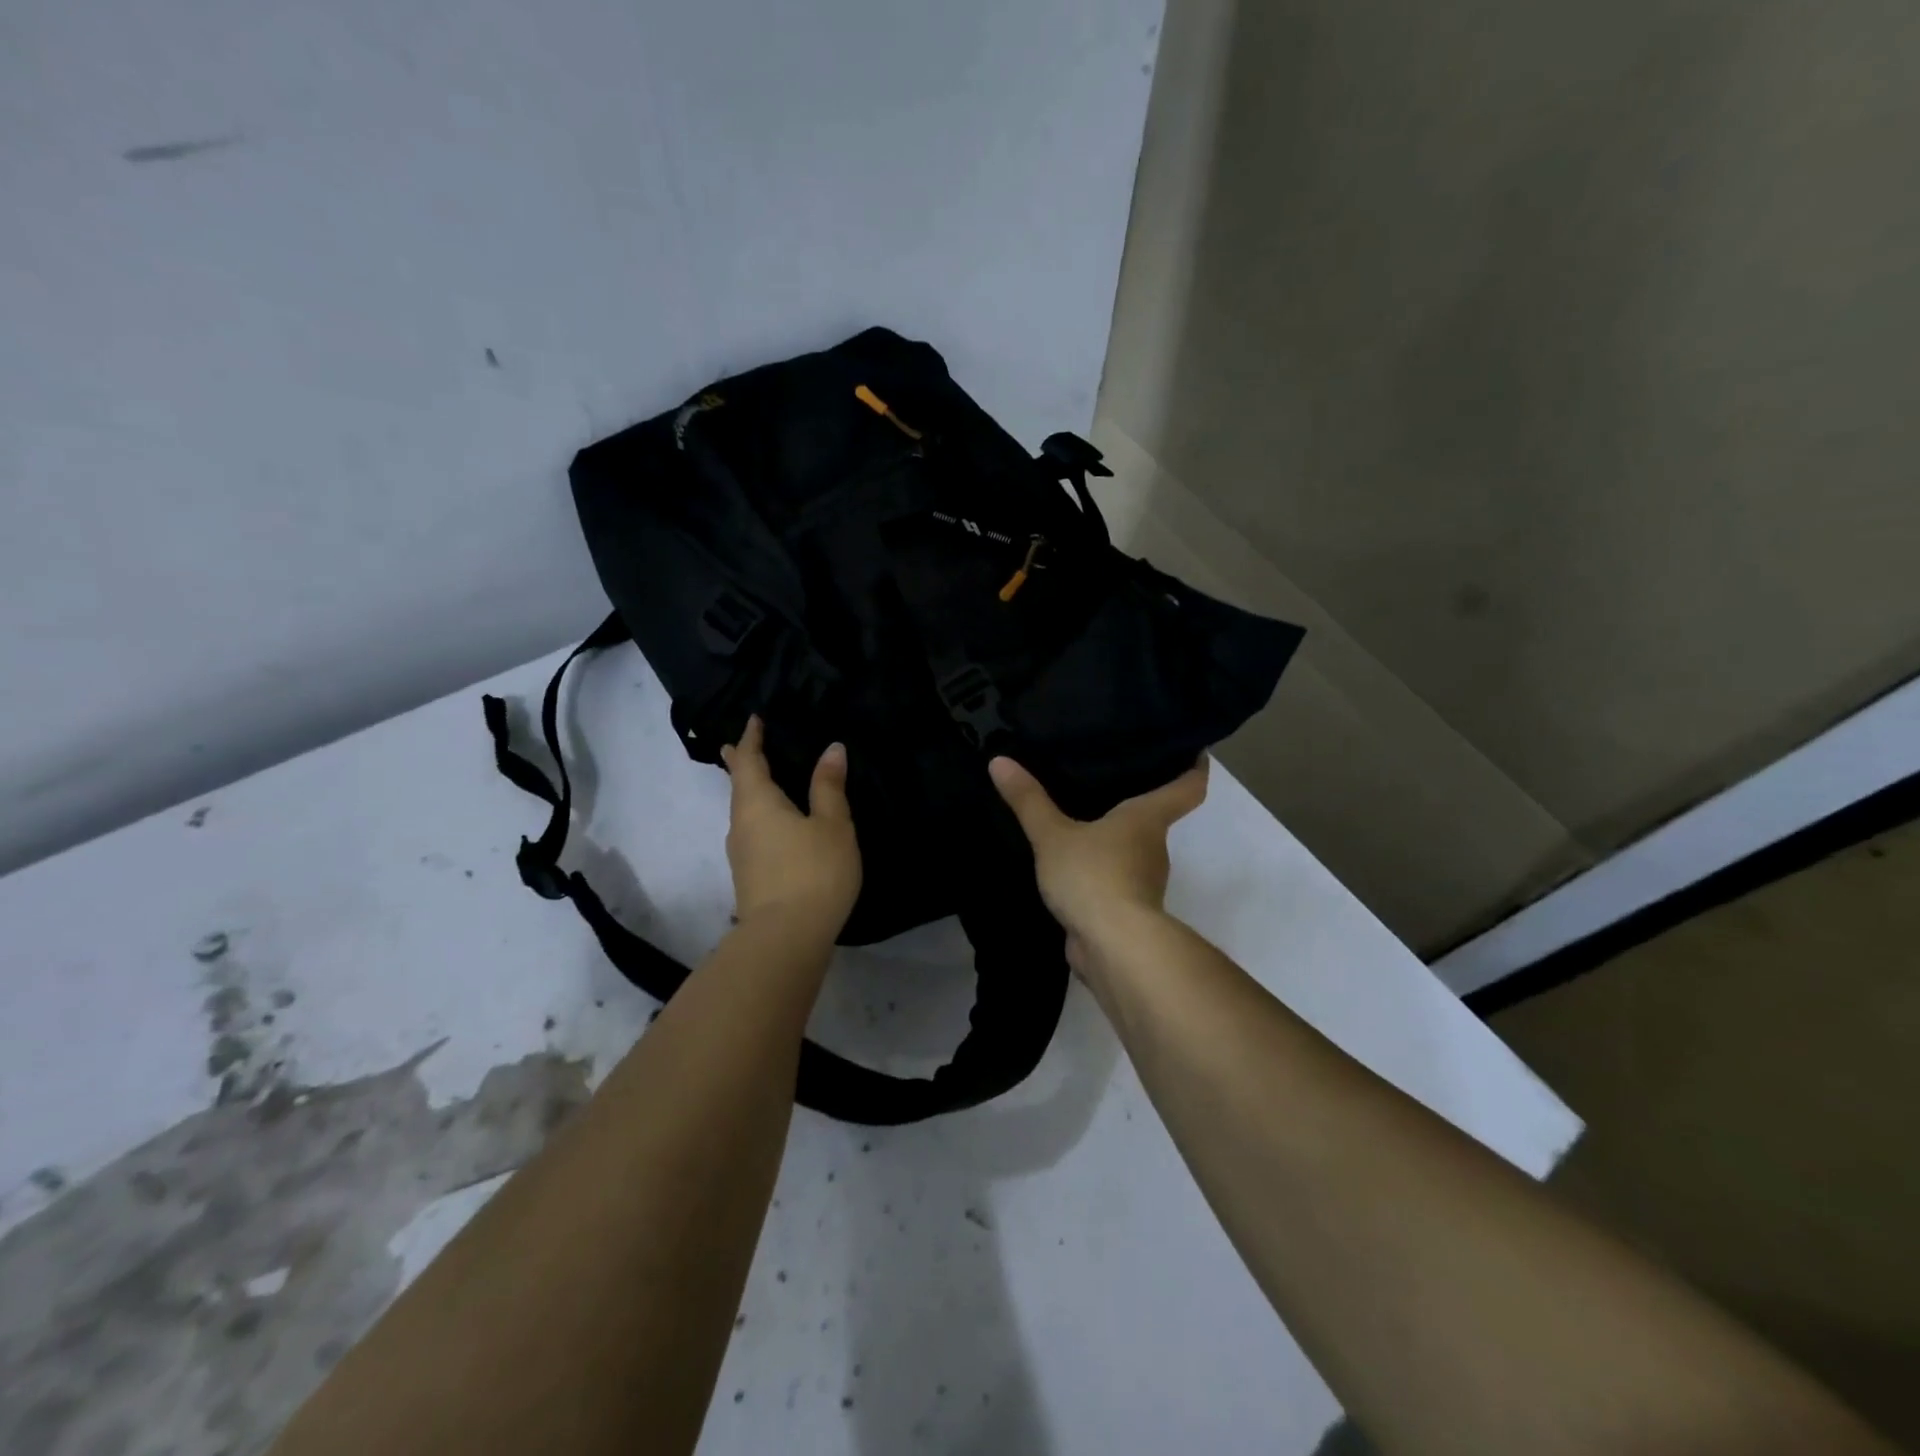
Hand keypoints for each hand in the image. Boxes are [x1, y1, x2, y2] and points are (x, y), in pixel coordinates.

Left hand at [720, 716, 861, 933]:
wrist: (786, 938)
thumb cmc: (813, 871)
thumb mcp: (832, 825)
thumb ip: (829, 787)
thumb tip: (831, 749)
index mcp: (758, 802)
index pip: (749, 761)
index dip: (751, 739)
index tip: (753, 720)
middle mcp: (741, 824)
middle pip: (739, 786)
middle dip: (742, 765)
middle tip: (740, 746)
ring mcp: (742, 853)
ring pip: (743, 812)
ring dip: (750, 792)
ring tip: (761, 781)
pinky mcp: (749, 876)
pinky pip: (752, 832)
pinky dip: (760, 816)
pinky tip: (775, 825)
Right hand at [988, 756, 1208, 962]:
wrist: (1113, 948)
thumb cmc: (1094, 876)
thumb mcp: (1053, 835)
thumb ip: (1028, 801)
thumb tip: (999, 760)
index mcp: (1148, 819)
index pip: (1187, 787)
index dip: (1193, 766)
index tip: (1192, 750)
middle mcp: (1153, 847)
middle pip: (1154, 817)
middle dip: (1135, 802)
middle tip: (1105, 777)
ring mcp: (1143, 883)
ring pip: (1131, 851)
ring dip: (1112, 840)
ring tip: (1079, 818)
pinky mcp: (1126, 911)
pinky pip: (1112, 881)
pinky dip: (1098, 872)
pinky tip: (1070, 865)